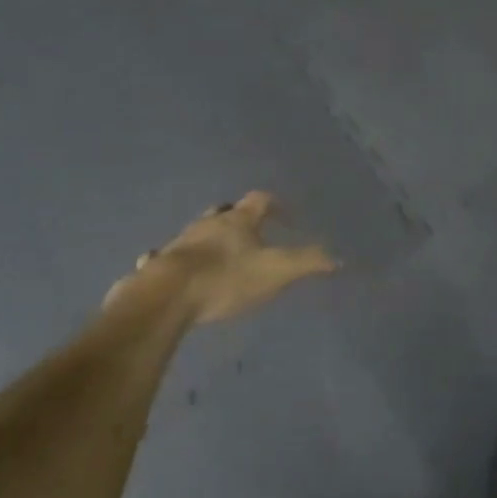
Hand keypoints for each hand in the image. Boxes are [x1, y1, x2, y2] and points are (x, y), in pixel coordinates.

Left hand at [106, 192, 337, 324]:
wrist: (167, 296)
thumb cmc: (227, 277)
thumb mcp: (276, 270)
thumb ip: (307, 262)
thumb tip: (338, 258)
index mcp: (238, 220)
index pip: (259, 201)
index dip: (274, 206)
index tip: (285, 217)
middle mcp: (208, 224)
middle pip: (225, 213)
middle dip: (238, 220)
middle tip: (250, 234)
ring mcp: (180, 243)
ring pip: (198, 233)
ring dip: (209, 240)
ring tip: (219, 255)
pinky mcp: (158, 266)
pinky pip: (168, 258)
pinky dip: (176, 262)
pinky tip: (179, 274)